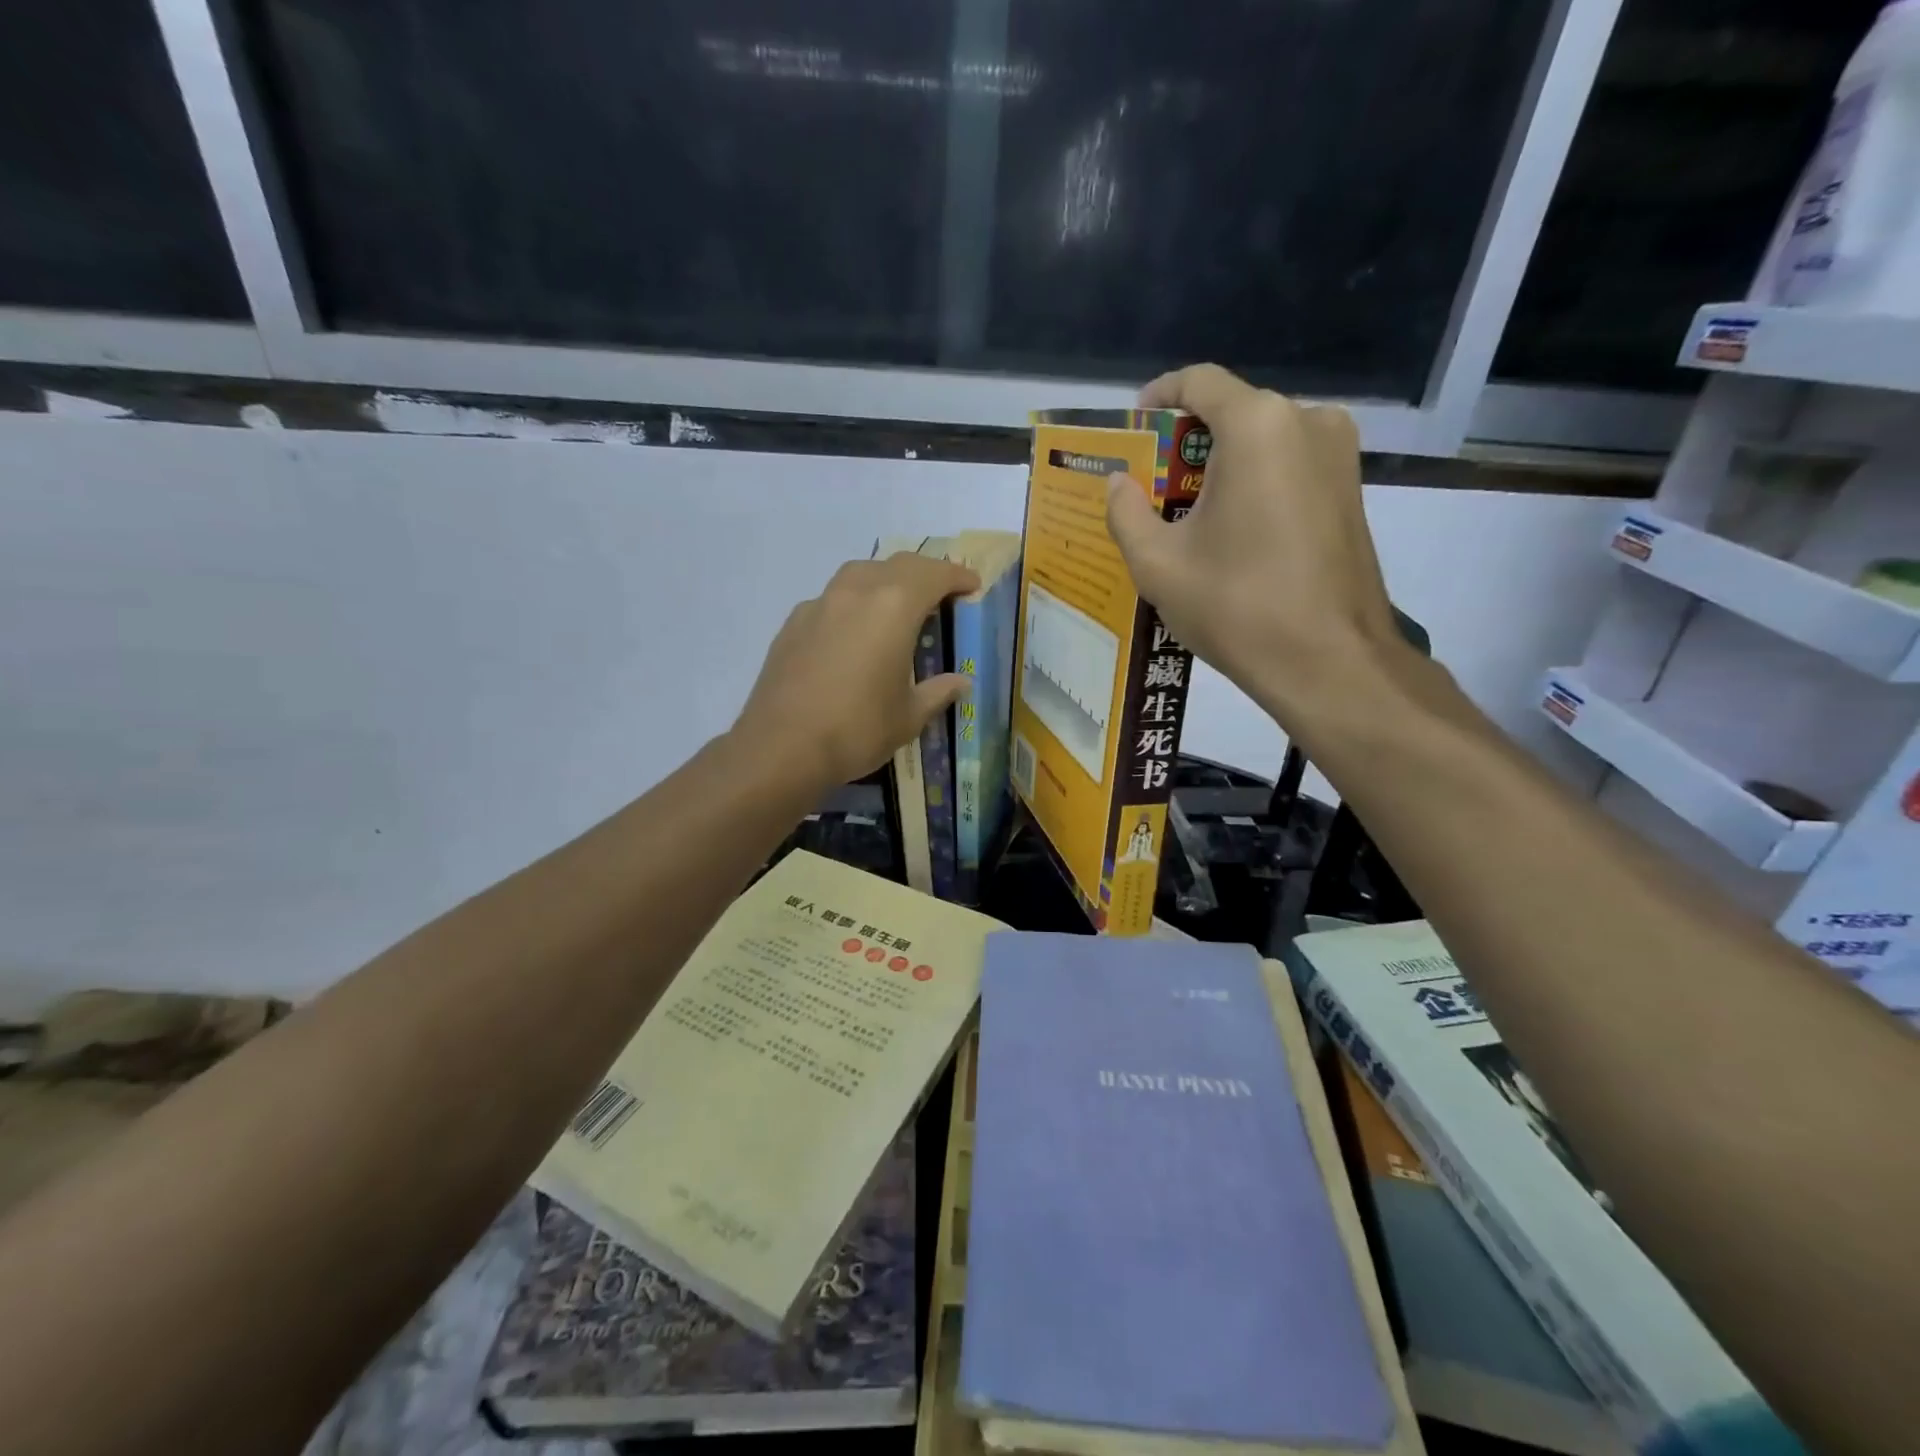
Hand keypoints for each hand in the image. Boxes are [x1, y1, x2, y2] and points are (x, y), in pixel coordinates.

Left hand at [734, 553, 979, 788]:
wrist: (782, 747)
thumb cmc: (858, 729)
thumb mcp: (909, 716)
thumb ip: (938, 692)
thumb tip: (961, 682)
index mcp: (894, 608)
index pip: (933, 575)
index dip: (957, 576)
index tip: (972, 585)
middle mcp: (856, 592)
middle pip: (897, 565)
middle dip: (924, 573)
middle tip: (941, 593)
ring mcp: (819, 604)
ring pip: (859, 574)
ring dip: (885, 580)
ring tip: (896, 605)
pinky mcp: (792, 623)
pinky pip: (831, 599)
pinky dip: (852, 604)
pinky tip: (852, 633)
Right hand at [1104, 363, 1402, 724]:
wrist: (1329, 660)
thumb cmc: (1236, 605)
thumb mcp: (1158, 563)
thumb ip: (1126, 512)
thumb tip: (1118, 483)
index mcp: (1257, 426)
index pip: (1199, 381)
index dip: (1160, 396)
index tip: (1135, 427)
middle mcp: (1307, 421)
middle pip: (1233, 412)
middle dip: (1187, 444)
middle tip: (1152, 489)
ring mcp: (1340, 455)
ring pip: (1263, 442)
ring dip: (1221, 467)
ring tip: (1188, 517)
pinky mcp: (1352, 490)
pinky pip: (1290, 467)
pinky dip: (1255, 485)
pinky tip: (1232, 533)